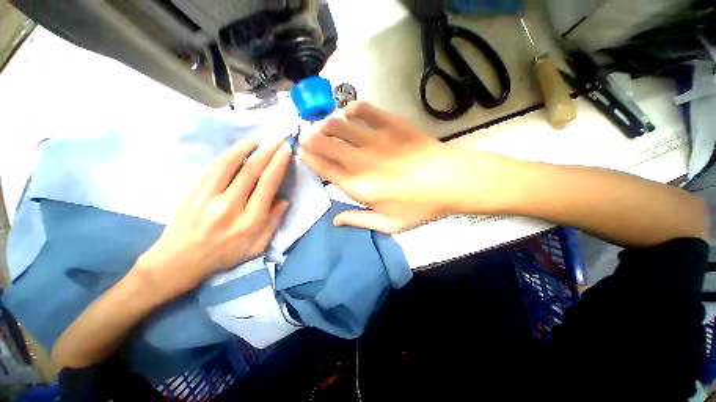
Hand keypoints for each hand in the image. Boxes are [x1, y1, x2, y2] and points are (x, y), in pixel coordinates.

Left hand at [135, 139, 290, 297]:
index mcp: (249, 220)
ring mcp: (207, 197)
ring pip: (229, 164)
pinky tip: (237, 149)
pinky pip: (212, 168)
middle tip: (278, 138)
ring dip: (246, 148)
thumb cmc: (225, 254)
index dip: (278, 164)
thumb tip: (284, 200)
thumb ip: (274, 222)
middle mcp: (229, 206)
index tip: (286, 150)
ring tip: (258, 138)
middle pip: (251, 171)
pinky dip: (227, 155)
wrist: (180, 260)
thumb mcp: (257, 246)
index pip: (267, 184)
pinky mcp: (192, 192)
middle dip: (268, 151)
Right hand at [299, 101, 472, 232]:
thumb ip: (359, 220)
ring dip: (327, 124)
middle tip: (308, 137)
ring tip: (325, 126)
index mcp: (359, 187)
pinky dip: (353, 108)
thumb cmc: (420, 206)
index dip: (310, 159)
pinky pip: (364, 110)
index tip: (302, 152)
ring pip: (339, 125)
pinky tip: (350, 112)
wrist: (451, 181)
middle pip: (326, 144)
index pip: (324, 169)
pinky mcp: (391, 124)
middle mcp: (361, 162)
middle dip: (311, 138)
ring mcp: (376, 140)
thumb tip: (335, 220)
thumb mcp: (389, 224)